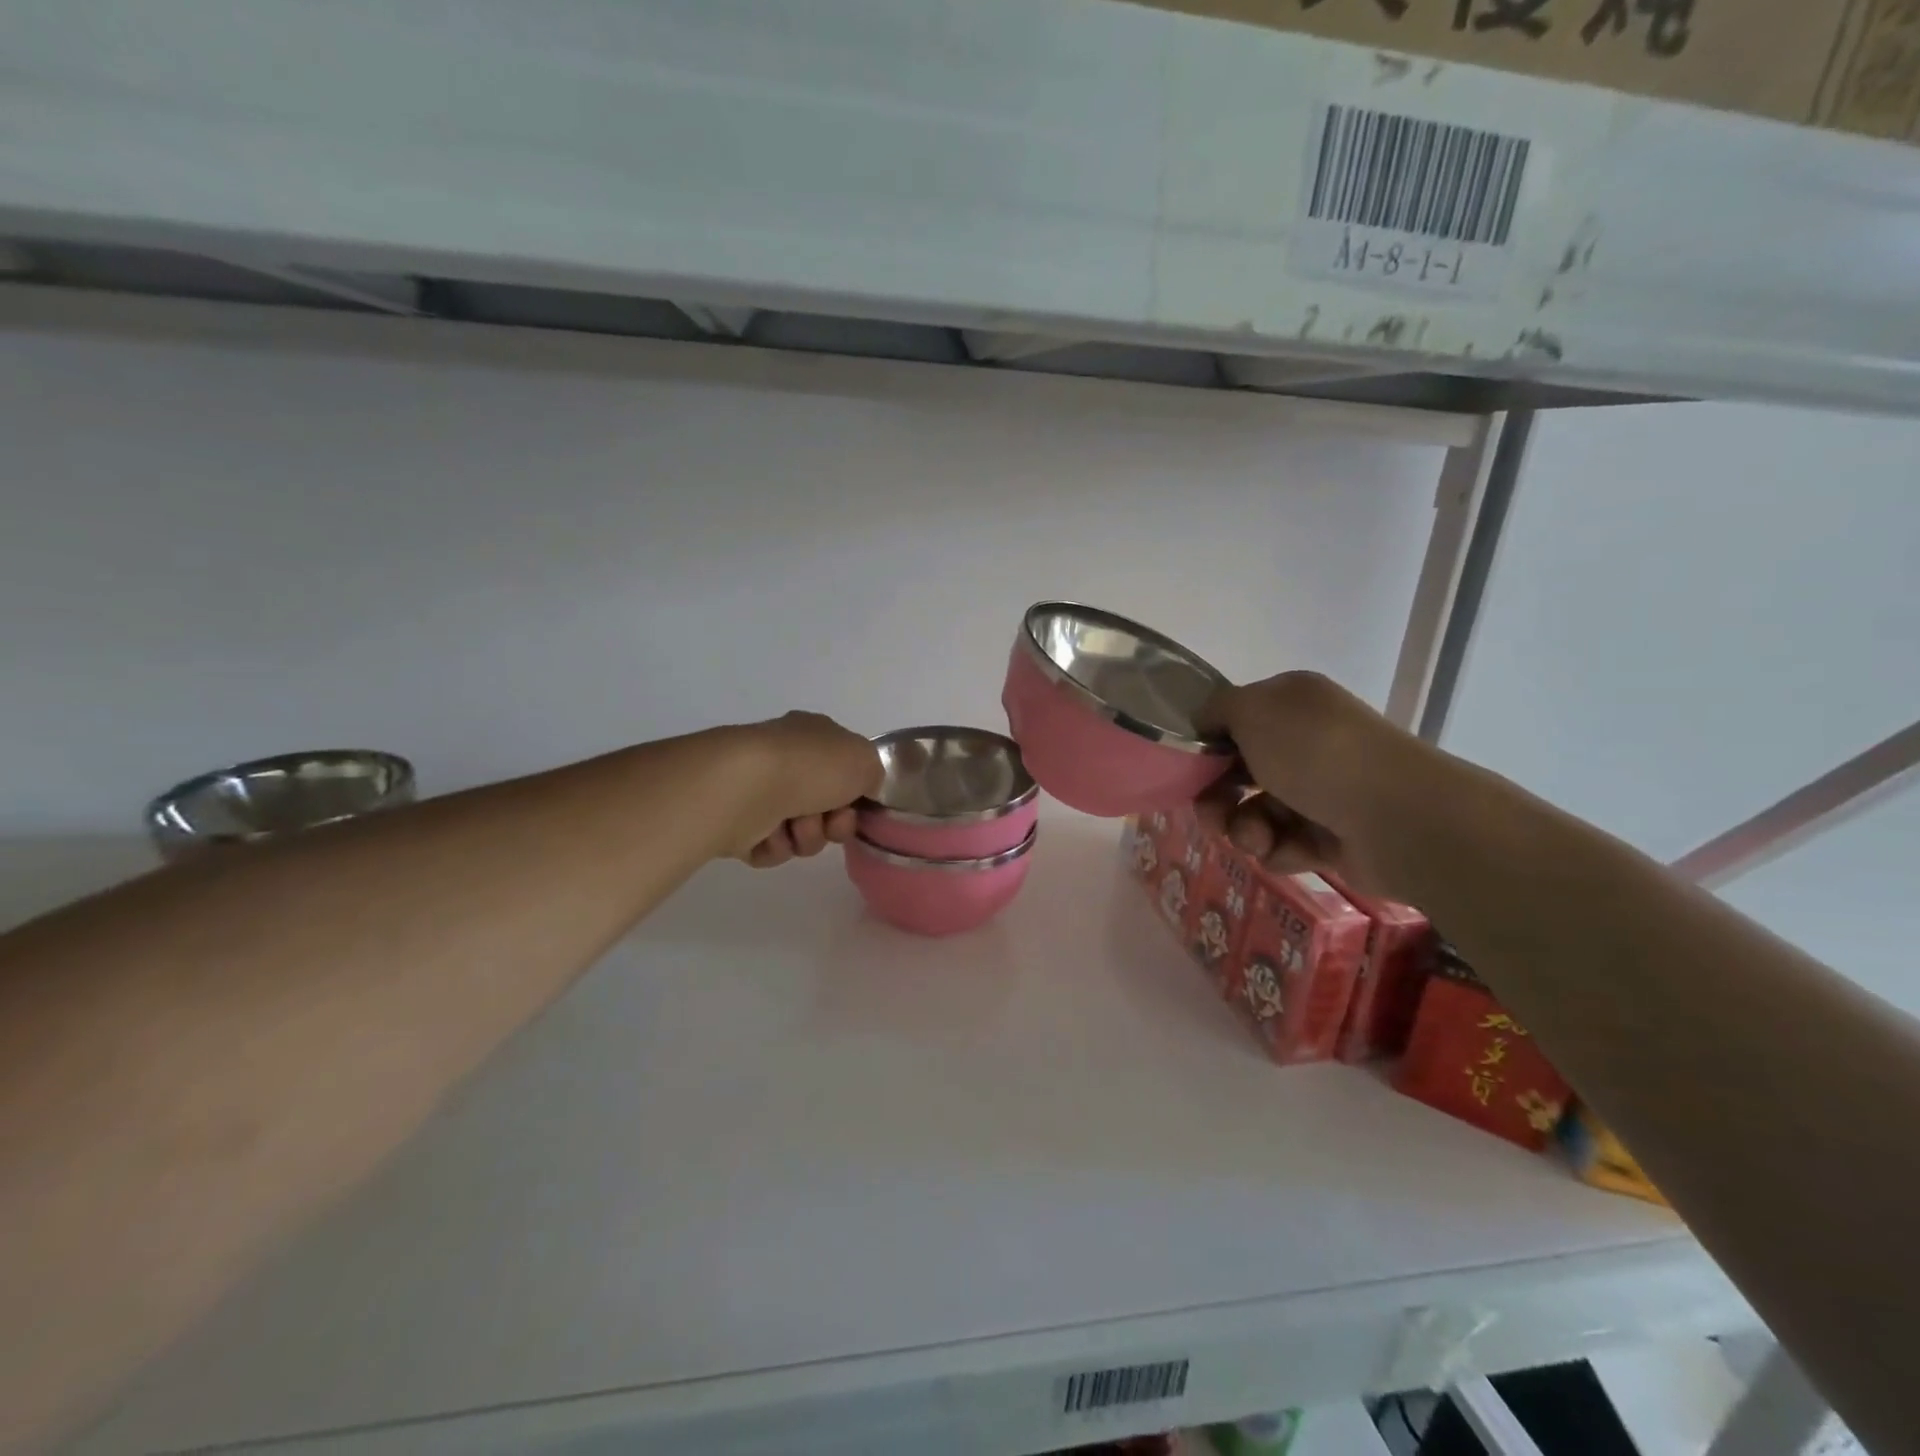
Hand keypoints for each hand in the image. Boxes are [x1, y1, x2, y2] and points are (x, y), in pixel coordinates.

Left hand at [724, 712, 883, 868]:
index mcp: (813, 736)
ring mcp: (759, 791)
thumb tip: (861, 789)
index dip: (857, 794)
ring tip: (793, 827)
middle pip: (826, 807)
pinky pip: (771, 848)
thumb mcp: (865, 760)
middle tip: (830, 823)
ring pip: (801, 832)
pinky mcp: (737, 823)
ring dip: (806, 836)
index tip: (859, 807)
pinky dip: (775, 846)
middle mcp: (786, 760)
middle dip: (833, 824)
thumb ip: (874, 774)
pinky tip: (767, 834)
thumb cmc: (810, 767)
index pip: (844, 768)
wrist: (747, 788)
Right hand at [1194, 671, 1428, 897]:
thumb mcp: (1253, 709)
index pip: (1236, 721)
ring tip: (1256, 839)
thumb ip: (1217, 708)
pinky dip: (1279, 850)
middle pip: (1240, 773)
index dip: (1208, 746)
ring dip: (1244, 829)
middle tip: (1211, 817)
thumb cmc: (1316, 753)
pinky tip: (1291, 851)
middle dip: (1217, 798)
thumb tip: (1206, 724)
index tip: (1190, 769)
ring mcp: (1323, 792)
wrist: (1397, 817)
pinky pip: (1283, 845)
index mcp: (1293, 705)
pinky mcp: (1332, 837)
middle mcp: (1309, 743)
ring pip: (1256, 814)